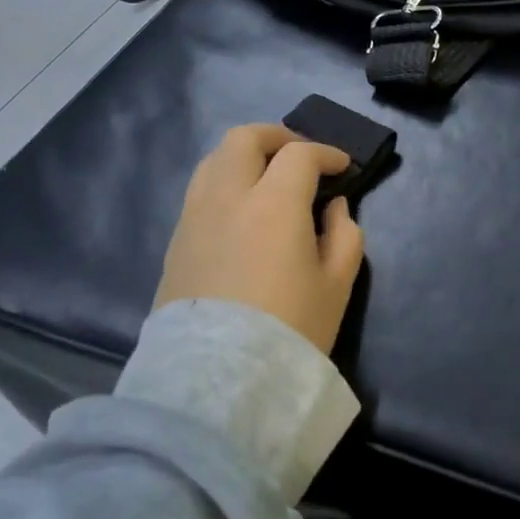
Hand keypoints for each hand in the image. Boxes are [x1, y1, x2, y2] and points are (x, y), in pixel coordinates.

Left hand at [154, 123, 365, 353]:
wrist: (219, 382)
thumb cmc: (291, 328)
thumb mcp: (338, 283)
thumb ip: (344, 233)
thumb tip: (333, 207)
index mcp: (274, 202)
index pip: (300, 154)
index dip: (326, 153)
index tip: (343, 167)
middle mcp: (227, 197)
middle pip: (244, 138)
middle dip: (277, 136)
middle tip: (301, 155)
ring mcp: (194, 218)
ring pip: (214, 160)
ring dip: (245, 156)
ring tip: (267, 177)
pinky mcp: (175, 242)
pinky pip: (200, 191)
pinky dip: (225, 183)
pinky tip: (242, 210)